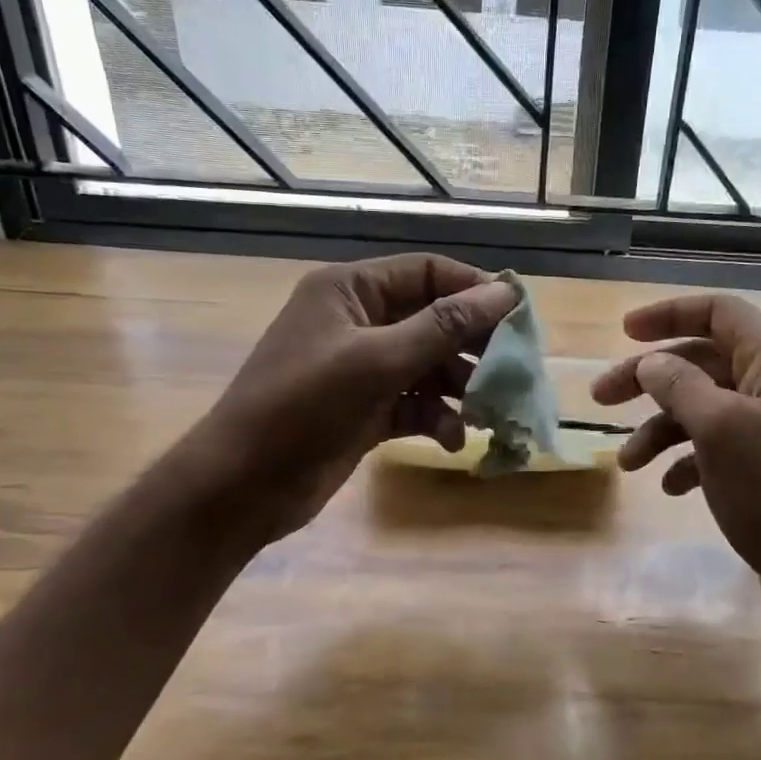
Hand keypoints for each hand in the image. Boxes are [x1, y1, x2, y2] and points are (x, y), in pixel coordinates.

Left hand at [188, 254, 517, 545]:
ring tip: (489, 413)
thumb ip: (444, 326)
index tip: (519, 318)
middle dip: (472, 347)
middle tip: (512, 372)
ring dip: (459, 389)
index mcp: (351, 291)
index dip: (474, 290)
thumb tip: (505, 293)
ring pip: (428, 366)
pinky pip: (414, 403)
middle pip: (433, 320)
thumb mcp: (376, 361)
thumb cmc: (302, 408)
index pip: (427, 273)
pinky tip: (452, 439)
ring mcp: (361, 368)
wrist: (241, 486)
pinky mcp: (365, 410)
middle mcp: (358, 322)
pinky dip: (436, 418)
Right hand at [591, 293, 760, 611]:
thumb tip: (653, 363)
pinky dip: (688, 461)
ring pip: (704, 409)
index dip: (669, 314)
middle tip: (601, 398)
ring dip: (660, 429)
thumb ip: (681, 385)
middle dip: (649, 379)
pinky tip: (670, 487)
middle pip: (702, 362)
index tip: (624, 332)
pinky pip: (717, 448)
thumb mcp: (720, 429)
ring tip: (628, 463)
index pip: (719, 313)